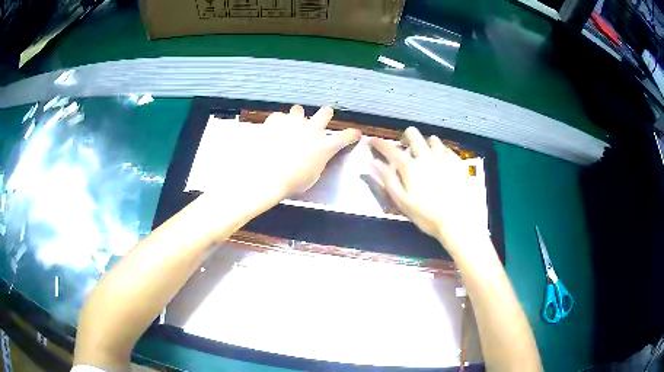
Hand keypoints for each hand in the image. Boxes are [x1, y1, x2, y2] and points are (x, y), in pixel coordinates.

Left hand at [202, 105, 360, 208]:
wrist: (267, 176)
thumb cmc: (292, 182)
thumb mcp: (313, 175)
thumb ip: (318, 160)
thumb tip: (316, 156)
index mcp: (325, 145)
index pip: (346, 136)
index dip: (352, 134)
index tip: (355, 133)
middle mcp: (313, 129)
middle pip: (325, 112)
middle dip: (325, 114)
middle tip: (322, 117)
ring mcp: (294, 122)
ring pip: (298, 109)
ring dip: (297, 116)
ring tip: (290, 124)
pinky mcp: (276, 121)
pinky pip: (278, 117)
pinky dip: (277, 123)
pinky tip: (273, 130)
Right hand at [370, 127, 487, 255]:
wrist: (457, 220)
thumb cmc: (426, 215)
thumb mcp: (402, 201)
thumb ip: (388, 180)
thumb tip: (373, 163)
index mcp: (410, 167)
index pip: (390, 149)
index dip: (379, 143)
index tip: (373, 141)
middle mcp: (426, 157)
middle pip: (414, 135)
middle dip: (406, 136)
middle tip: (405, 146)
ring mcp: (444, 158)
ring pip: (433, 139)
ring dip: (426, 143)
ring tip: (425, 153)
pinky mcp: (457, 163)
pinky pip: (448, 149)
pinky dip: (442, 150)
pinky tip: (442, 158)